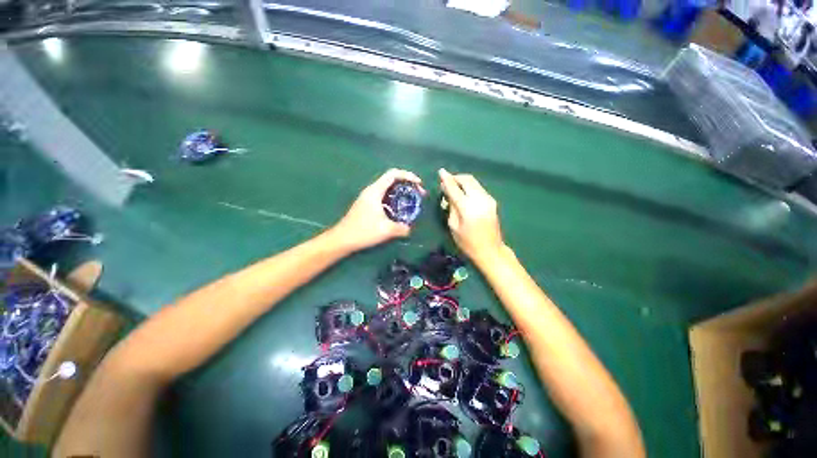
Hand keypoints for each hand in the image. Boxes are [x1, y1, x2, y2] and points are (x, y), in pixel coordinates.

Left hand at [332, 169, 424, 250]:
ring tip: (412, 201)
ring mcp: (368, 197)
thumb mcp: (386, 230)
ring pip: (388, 188)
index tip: (419, 184)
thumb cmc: (363, 231)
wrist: (342, 239)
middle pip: (392, 180)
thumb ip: (401, 228)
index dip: (408, 175)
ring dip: (401, 192)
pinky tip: (399, 209)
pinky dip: (395, 199)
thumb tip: (409, 229)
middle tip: (419, 194)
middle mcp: (371, 190)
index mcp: (375, 191)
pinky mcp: (367, 205)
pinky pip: (384, 196)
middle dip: (407, 184)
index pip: (393, 174)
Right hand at [438, 169, 504, 264]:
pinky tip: (464, 193)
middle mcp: (480, 199)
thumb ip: (451, 207)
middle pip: (467, 180)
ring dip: (463, 181)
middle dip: (456, 178)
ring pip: (474, 182)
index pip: (455, 188)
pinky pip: (478, 188)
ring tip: (454, 187)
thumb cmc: (468, 242)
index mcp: (468, 208)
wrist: (490, 250)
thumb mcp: (453, 226)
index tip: (441, 171)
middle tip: (447, 181)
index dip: (447, 179)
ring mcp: (488, 199)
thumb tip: (448, 192)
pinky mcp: (492, 201)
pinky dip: (469, 187)